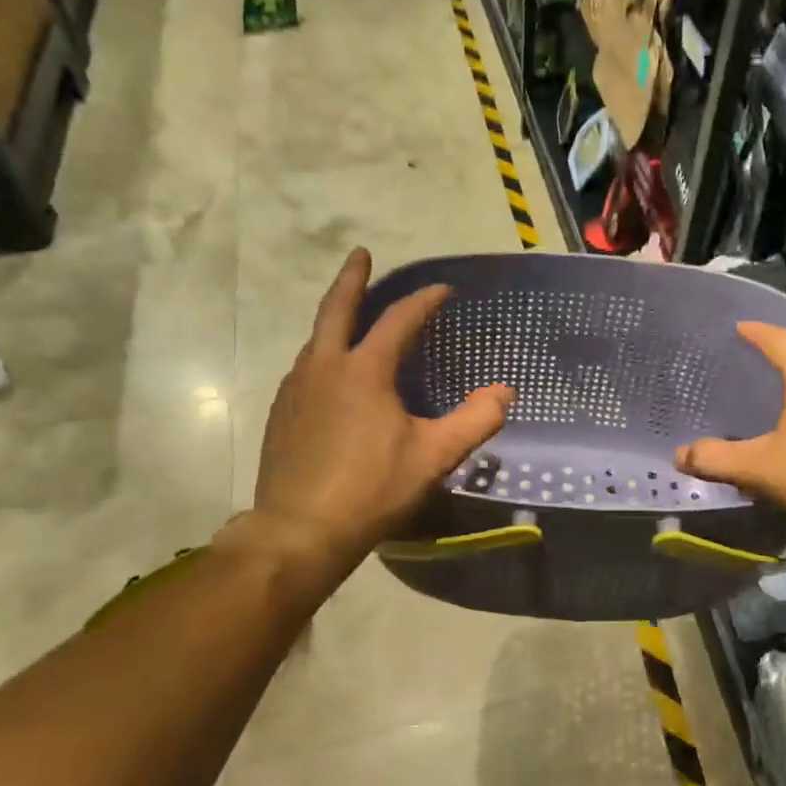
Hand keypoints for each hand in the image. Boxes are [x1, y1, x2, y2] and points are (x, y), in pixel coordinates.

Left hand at [237, 249, 512, 580]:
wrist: (300, 531)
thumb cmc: (372, 489)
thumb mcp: (434, 457)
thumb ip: (475, 420)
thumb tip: (504, 392)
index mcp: (364, 370)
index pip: (398, 320)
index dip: (423, 301)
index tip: (443, 290)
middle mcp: (324, 367)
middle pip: (337, 309)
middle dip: (352, 278)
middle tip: (361, 254)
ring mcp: (296, 389)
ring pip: (316, 340)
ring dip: (335, 320)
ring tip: (350, 318)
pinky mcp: (281, 413)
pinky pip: (304, 369)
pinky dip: (322, 355)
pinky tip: (329, 375)